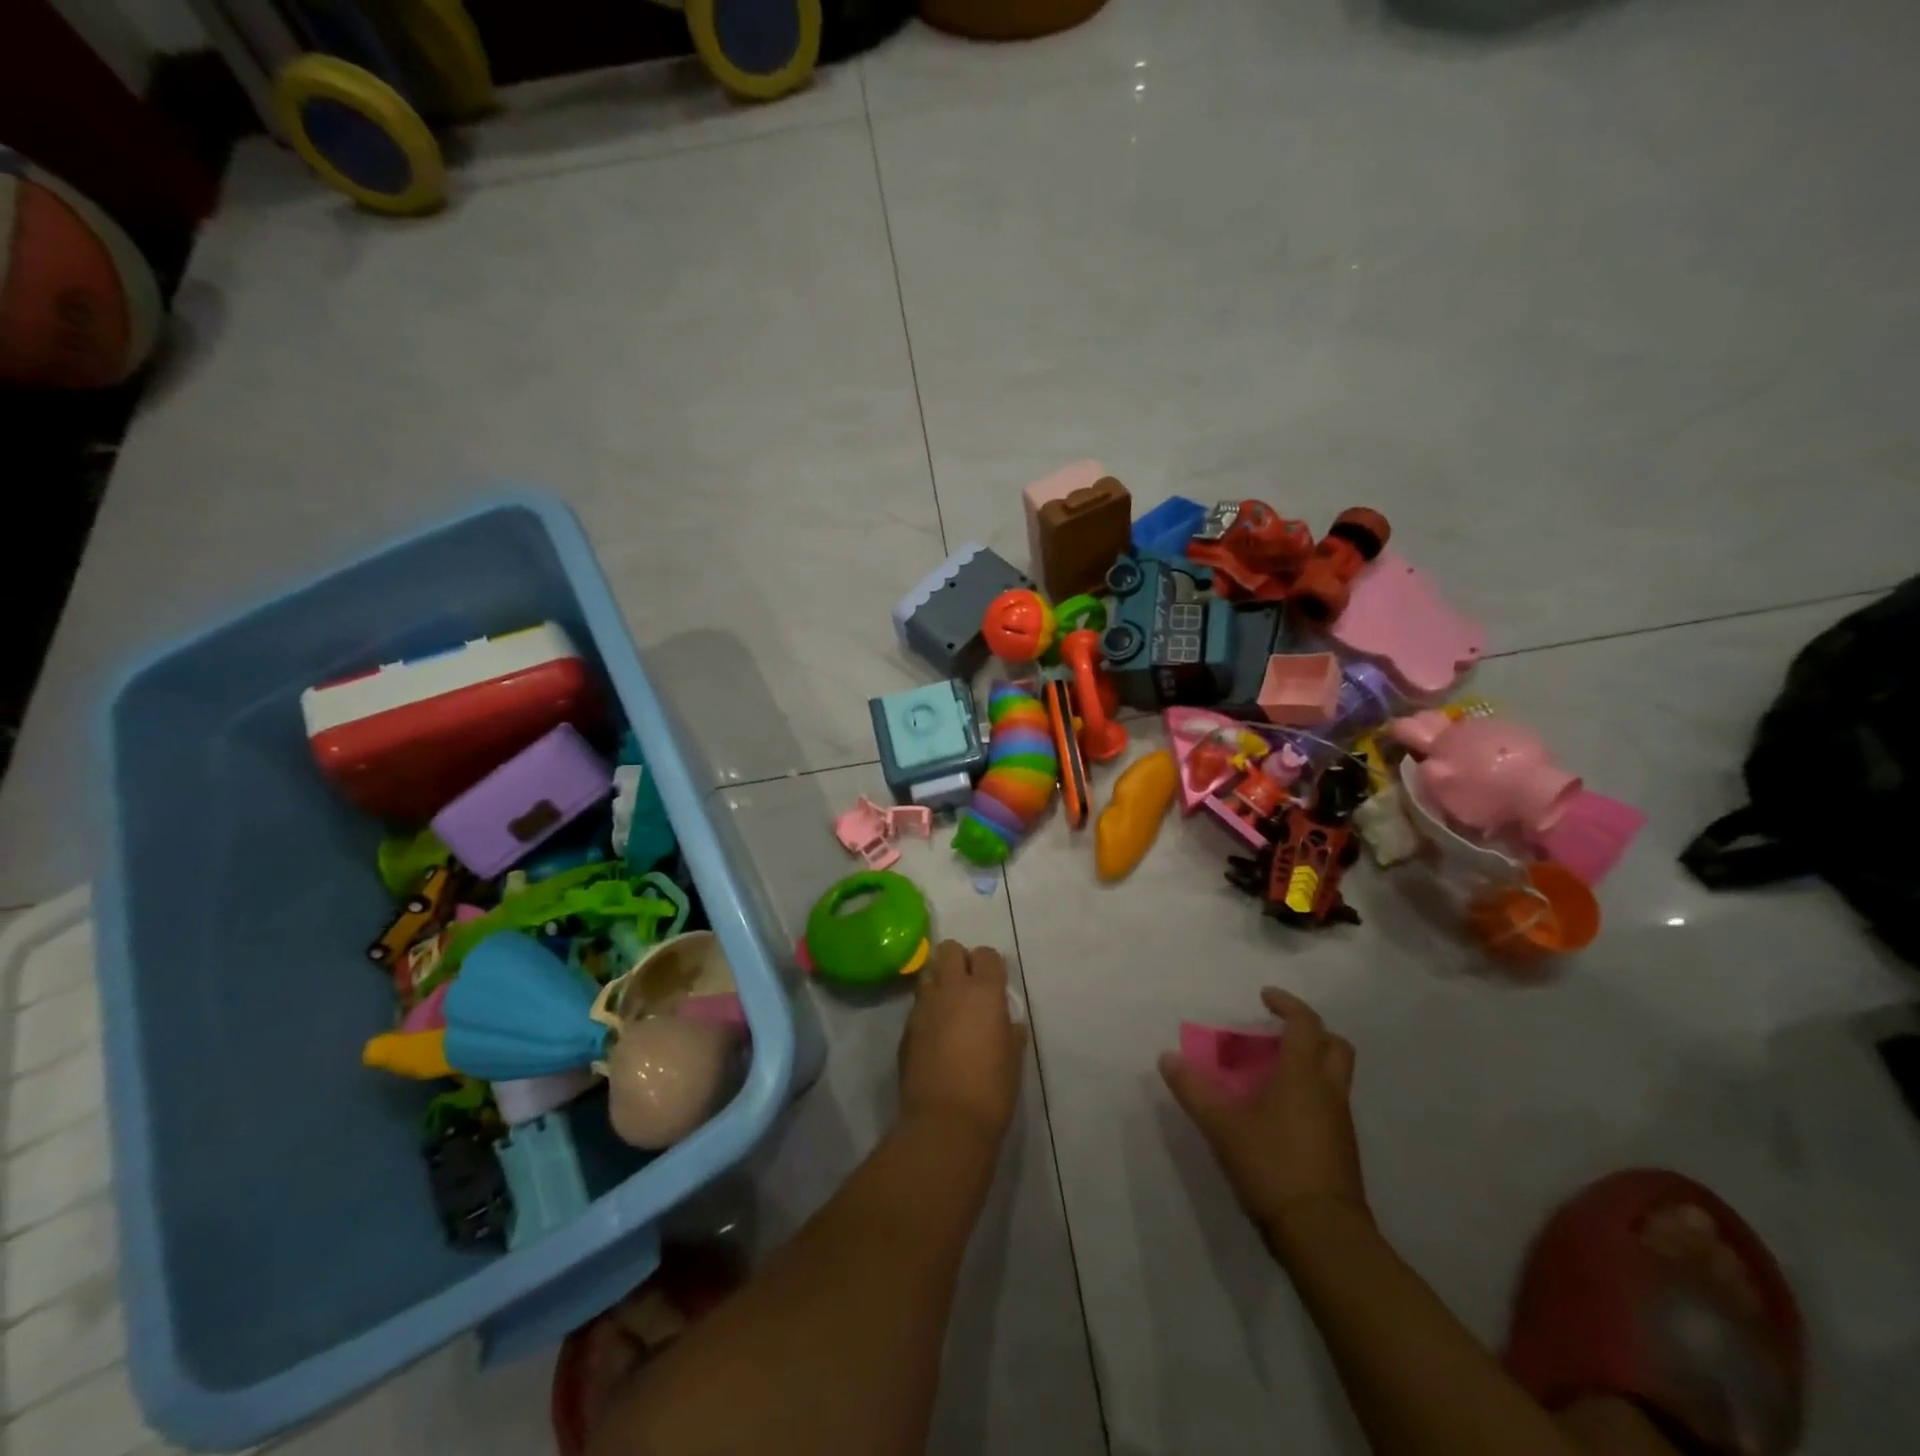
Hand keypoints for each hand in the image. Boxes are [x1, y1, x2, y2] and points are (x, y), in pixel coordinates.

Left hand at [898, 941, 1027, 1144]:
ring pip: (929, 972)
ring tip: (950, 1005)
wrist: (945, 1122)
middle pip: (949, 949)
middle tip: (969, 986)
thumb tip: (1007, 1023)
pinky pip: (918, 1003)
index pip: (986, 954)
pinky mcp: (907, 1028)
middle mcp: (951, 989)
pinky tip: (936, 1033)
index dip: (991, 965)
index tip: (995, 983)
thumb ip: (1009, 1031)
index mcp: (984, 992)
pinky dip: (928, 1008)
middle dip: (959, 959)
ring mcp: (925, 1006)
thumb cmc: (991, 1090)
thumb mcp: (1013, 1058)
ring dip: (940, 980)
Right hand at [1159, 988, 1368, 1245]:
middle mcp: (1328, 1091)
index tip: (1265, 997)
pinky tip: (1281, 1112)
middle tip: (1279, 1032)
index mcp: (1303, 1074)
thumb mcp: (1221, 1125)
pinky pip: (1330, 1103)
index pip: (1305, 1023)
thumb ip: (1193, 1089)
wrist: (1323, 1234)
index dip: (1287, 1004)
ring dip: (1310, 1063)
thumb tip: (1167, 1057)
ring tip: (1272, 1072)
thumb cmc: (1272, 1165)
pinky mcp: (1342, 1149)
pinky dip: (1310, 1092)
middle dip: (1310, 1031)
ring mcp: (1340, 1122)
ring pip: (1334, 1076)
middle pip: (1334, 1046)